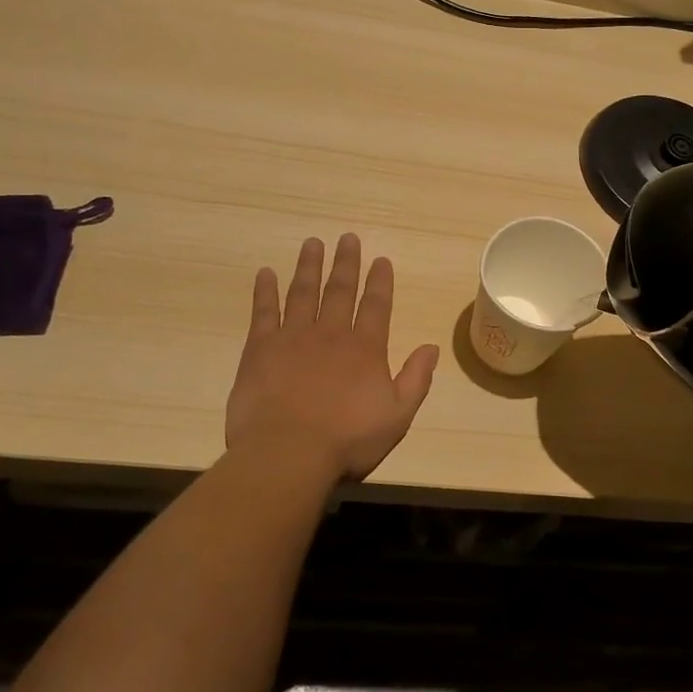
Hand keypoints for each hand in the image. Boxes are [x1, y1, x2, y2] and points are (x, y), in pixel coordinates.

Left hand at [225, 235, 438, 480]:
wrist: (288, 454)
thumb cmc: (347, 441)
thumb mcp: (398, 416)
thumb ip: (416, 380)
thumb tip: (431, 347)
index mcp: (365, 349)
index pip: (376, 306)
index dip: (379, 281)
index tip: (380, 259)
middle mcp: (331, 334)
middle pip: (340, 291)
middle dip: (346, 263)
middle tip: (348, 238)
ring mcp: (293, 338)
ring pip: (303, 293)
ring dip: (309, 267)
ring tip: (312, 244)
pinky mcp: (260, 350)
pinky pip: (264, 312)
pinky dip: (265, 291)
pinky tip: (265, 273)